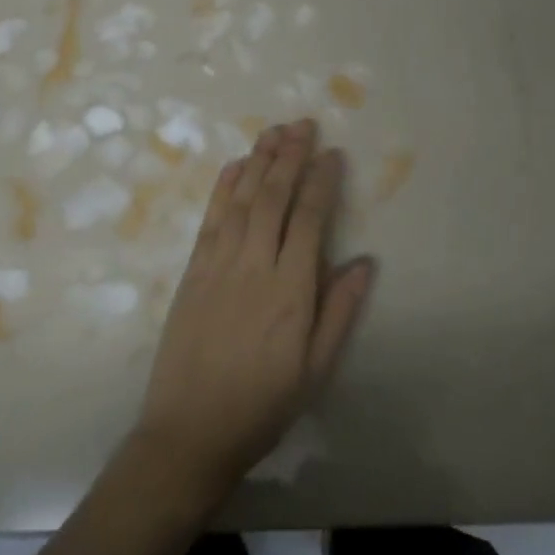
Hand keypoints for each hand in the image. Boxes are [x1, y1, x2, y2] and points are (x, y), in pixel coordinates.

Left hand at [133, 118, 374, 501]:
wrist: (190, 431)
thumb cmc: (262, 406)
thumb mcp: (315, 370)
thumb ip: (339, 312)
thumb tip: (364, 262)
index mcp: (291, 290)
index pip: (310, 219)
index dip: (321, 182)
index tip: (332, 153)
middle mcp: (254, 266)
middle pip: (273, 197)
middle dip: (289, 156)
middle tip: (303, 124)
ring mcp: (218, 265)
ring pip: (241, 200)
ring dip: (258, 162)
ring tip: (273, 131)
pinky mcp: (192, 272)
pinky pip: (210, 220)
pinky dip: (222, 189)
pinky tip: (234, 167)